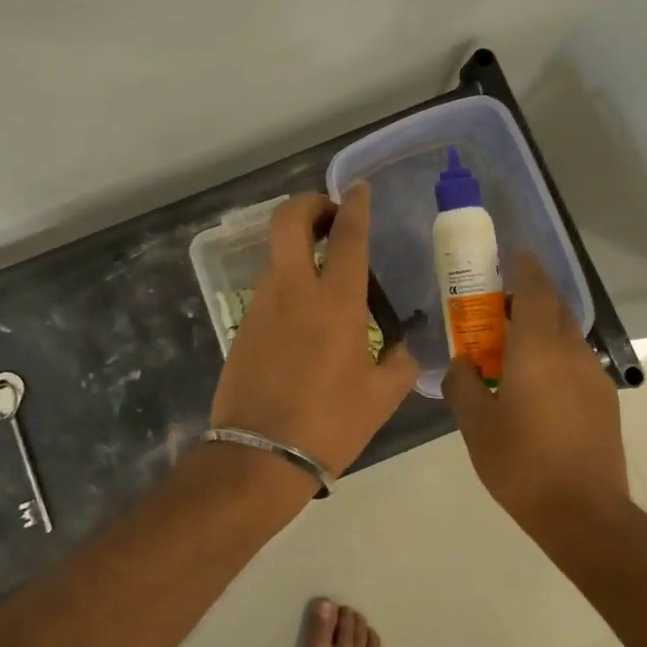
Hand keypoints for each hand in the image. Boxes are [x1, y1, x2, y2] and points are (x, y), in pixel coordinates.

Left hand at [211, 186, 419, 477]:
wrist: (259, 456)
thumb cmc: (329, 424)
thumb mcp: (381, 398)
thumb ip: (400, 364)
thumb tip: (403, 348)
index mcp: (335, 302)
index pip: (346, 236)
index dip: (354, 206)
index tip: (358, 191)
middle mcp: (293, 291)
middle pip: (288, 221)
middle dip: (308, 204)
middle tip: (330, 216)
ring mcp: (261, 305)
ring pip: (275, 253)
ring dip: (297, 245)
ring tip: (323, 267)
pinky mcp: (243, 325)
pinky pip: (268, 286)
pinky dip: (287, 279)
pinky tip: (304, 310)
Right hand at [442, 253, 627, 526]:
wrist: (584, 514)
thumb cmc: (521, 463)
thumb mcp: (475, 424)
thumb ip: (462, 384)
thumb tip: (462, 364)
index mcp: (538, 348)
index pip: (536, 289)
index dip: (523, 267)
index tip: (509, 257)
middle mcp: (572, 352)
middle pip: (554, 308)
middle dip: (528, 298)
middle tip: (497, 309)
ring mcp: (593, 376)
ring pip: (566, 336)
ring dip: (541, 330)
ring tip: (511, 352)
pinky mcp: (604, 401)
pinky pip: (575, 362)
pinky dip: (553, 357)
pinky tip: (534, 387)